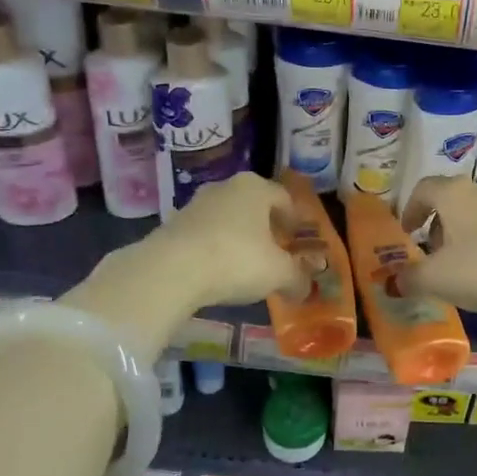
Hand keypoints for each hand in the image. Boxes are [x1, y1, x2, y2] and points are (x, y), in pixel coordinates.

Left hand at [62, 175, 305, 354]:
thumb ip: (297, 278)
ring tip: (244, 265)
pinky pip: (204, 234)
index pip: (284, 198)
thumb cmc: (236, 259)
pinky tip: (216, 271)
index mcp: (256, 188)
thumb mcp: (278, 274)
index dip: (294, 220)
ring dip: (238, 237)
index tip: (297, 240)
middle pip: (254, 205)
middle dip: (265, 227)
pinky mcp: (173, 224)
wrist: (171, 270)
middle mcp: (226, 187)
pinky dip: (214, 248)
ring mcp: (195, 204)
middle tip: (274, 252)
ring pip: (227, 218)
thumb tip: (305, 288)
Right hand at [400, 176, 476, 328]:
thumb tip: (393, 281)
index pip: (423, 189)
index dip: (410, 209)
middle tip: (430, 253)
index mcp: (453, 193)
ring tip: (459, 266)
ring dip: (462, 234)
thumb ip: (410, 279)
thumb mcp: (438, 279)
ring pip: (475, 213)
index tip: (406, 233)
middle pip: (450, 199)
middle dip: (437, 224)